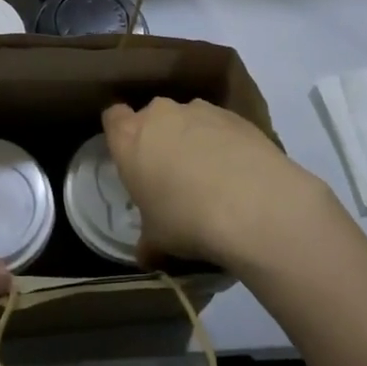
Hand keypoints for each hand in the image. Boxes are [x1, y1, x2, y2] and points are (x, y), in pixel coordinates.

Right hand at [102, 97, 335, 269]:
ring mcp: (200, 110)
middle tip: (170, 174)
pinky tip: (238, 172)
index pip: (113, 118)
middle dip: (159, 138)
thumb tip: (146, 255)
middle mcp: (161, 114)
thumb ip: (147, 240)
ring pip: (188, 119)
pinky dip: (224, 143)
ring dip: (193, 138)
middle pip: (153, 117)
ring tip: (211, 175)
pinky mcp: (235, 116)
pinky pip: (220, 127)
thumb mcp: (157, 240)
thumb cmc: (186, 219)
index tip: (131, 157)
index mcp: (129, 137)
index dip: (120, 134)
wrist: (253, 205)